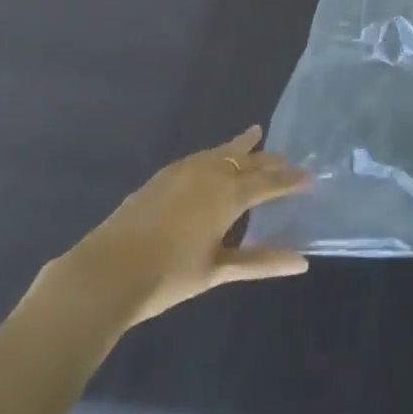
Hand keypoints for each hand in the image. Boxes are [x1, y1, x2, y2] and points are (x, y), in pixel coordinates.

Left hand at [40, 126, 311, 331]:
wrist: (103, 276)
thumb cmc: (166, 277)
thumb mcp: (217, 271)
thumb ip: (260, 262)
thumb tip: (302, 263)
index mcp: (229, 195)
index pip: (270, 182)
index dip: (291, 180)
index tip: (309, 177)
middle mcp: (211, 174)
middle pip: (248, 161)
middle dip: (270, 161)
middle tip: (286, 160)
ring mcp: (183, 172)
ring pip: (221, 151)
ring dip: (241, 148)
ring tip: (255, 136)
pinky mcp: (161, 177)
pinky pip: (199, 157)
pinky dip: (215, 154)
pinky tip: (211, 159)